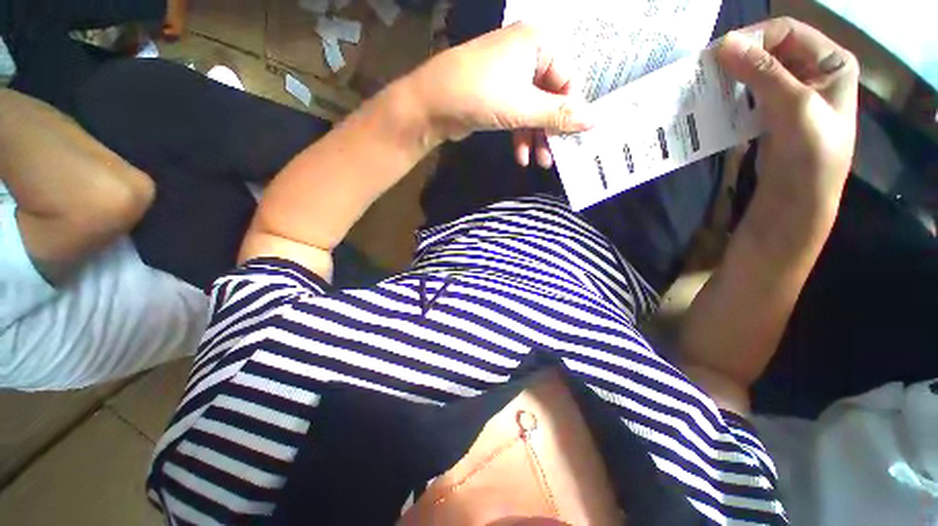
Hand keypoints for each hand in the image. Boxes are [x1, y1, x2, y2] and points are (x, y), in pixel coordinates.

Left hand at [405, 22, 592, 167]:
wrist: (431, 103)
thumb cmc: (481, 94)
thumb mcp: (524, 107)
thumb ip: (559, 115)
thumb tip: (595, 120)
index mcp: (539, 43)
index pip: (568, 80)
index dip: (570, 112)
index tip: (573, 139)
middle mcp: (525, 55)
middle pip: (549, 97)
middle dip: (550, 130)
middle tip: (555, 156)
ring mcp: (508, 76)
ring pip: (532, 110)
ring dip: (536, 137)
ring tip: (540, 162)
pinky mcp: (495, 95)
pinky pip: (516, 115)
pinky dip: (519, 135)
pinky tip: (521, 156)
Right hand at [716, 18, 858, 209]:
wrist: (798, 198)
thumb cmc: (810, 152)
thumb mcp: (794, 105)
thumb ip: (762, 71)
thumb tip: (723, 43)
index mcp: (831, 62)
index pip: (788, 31)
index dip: (755, 37)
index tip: (719, 54)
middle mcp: (813, 71)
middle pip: (772, 49)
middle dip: (741, 56)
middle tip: (709, 70)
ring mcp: (793, 93)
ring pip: (758, 71)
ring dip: (734, 75)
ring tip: (709, 85)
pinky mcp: (773, 113)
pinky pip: (751, 93)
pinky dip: (733, 93)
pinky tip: (718, 100)